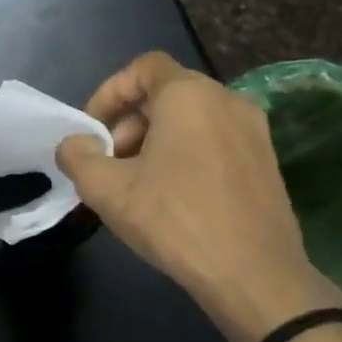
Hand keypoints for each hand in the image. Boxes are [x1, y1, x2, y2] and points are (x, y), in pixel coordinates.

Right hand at [55, 52, 341, 341]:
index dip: (109, 92)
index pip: (143, 67)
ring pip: (190, 120)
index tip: (92, 130)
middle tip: (108, 163)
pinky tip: (169, 198)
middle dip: (128, 123)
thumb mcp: (105, 188)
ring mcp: (254, 132)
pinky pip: (213, 142)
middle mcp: (228, 101)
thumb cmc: (173, 219)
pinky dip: (184, 156)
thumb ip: (77, 155)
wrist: (253, 274)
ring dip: (154, 141)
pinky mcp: (266, 163)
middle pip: (165, 94)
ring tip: (134, 185)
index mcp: (189, 96)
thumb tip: (75, 143)